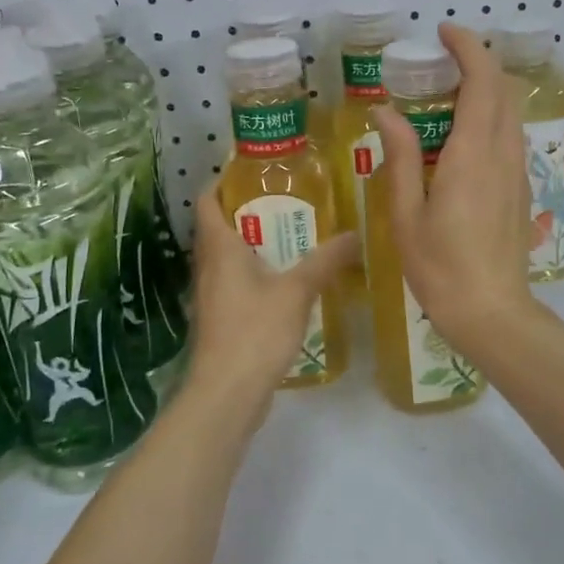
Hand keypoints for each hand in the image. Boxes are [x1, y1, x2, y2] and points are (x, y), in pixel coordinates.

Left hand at [182, 182, 357, 421]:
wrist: (227, 394)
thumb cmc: (254, 332)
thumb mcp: (296, 291)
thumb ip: (325, 260)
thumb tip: (355, 233)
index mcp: (219, 248)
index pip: (207, 200)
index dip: (222, 180)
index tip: (251, 168)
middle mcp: (209, 266)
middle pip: (220, 226)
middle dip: (248, 209)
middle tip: (286, 197)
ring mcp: (212, 294)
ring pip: (229, 256)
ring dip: (254, 242)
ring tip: (293, 232)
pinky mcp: (222, 318)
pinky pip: (237, 281)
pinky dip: (257, 271)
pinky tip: (286, 277)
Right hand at [372, 23, 539, 358]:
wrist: (492, 313)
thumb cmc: (440, 268)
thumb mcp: (406, 215)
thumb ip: (399, 158)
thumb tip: (386, 112)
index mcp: (472, 155)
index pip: (481, 82)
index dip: (467, 48)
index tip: (443, 32)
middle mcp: (502, 154)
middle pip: (502, 89)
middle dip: (477, 61)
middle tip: (440, 59)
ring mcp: (516, 171)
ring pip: (509, 111)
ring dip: (485, 88)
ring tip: (447, 91)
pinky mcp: (520, 188)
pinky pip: (509, 135)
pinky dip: (490, 115)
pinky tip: (461, 134)